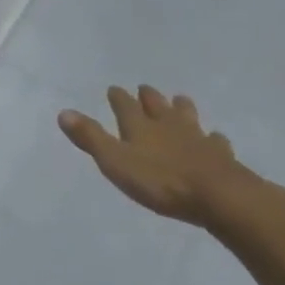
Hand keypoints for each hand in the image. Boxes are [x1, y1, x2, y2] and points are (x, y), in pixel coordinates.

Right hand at [58, 85, 269, 230]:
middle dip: (149, 97)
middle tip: (145, 89)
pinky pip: (215, 141)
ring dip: (181, 108)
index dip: (118, 97)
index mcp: (140, 127)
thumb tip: (64, 112)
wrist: (219, 196)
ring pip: (187, 117)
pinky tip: (214, 138)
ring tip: (180, 100)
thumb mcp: (115, 161)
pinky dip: (211, 138)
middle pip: (157, 106)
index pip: (125, 106)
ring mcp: (197, 139)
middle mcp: (168, 126)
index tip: (114, 89)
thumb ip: (90, 138)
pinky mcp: (220, 156)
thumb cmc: (160, 181)